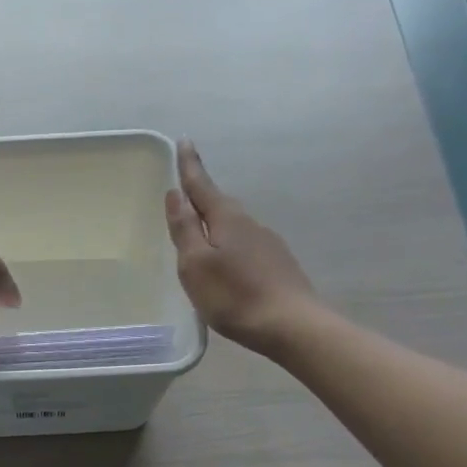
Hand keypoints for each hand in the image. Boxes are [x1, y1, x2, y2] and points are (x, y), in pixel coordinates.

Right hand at [165, 142, 320, 352]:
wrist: (291, 325)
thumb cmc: (234, 296)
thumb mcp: (196, 264)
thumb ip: (184, 229)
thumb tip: (176, 194)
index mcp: (226, 219)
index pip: (201, 186)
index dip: (190, 166)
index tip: (185, 141)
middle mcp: (249, 224)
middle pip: (219, 204)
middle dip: (201, 195)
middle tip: (186, 187)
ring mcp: (266, 244)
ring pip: (233, 226)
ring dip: (214, 223)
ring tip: (200, 231)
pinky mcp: (276, 264)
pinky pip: (244, 245)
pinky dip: (228, 245)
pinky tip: (225, 264)